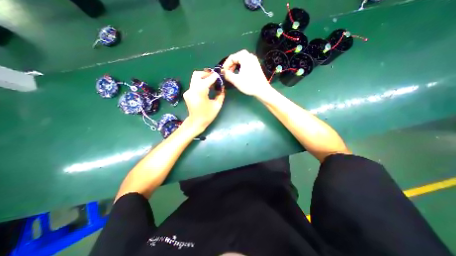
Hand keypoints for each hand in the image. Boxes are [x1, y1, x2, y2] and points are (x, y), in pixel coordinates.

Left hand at [182, 70, 223, 133]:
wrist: (196, 122)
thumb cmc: (208, 115)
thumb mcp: (217, 105)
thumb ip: (221, 94)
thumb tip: (222, 87)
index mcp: (200, 92)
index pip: (207, 79)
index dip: (214, 76)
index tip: (219, 76)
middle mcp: (192, 89)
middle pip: (197, 74)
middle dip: (206, 74)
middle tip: (214, 78)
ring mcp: (188, 91)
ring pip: (194, 78)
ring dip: (203, 78)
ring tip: (211, 83)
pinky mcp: (187, 93)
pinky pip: (194, 84)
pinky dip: (200, 83)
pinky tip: (206, 88)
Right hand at [223, 49, 271, 97]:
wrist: (262, 90)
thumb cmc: (249, 84)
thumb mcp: (236, 80)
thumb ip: (227, 74)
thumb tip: (223, 72)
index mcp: (244, 57)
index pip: (231, 58)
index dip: (225, 65)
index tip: (222, 72)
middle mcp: (250, 56)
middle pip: (236, 58)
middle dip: (230, 66)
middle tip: (227, 73)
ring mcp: (254, 60)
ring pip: (241, 61)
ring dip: (235, 67)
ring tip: (232, 75)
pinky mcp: (256, 65)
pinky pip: (245, 63)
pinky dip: (240, 67)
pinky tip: (239, 74)